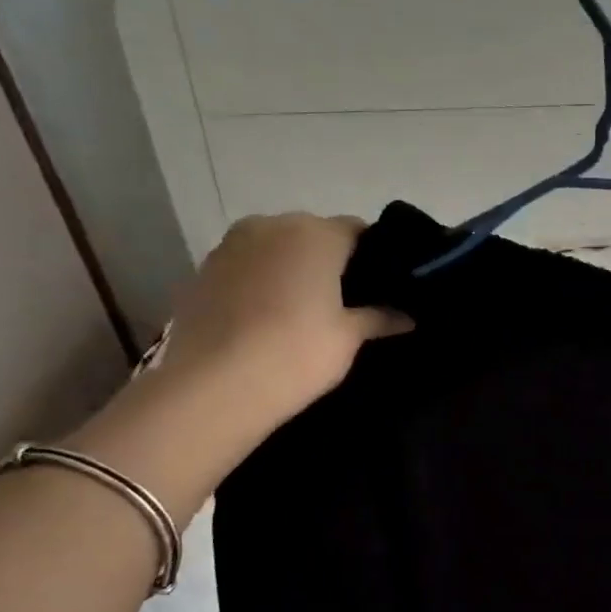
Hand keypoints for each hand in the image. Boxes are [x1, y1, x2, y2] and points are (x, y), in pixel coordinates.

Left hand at [69, 214, 410, 518]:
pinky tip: (270, 317)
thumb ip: (379, 318)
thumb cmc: (297, 352)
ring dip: (293, 269)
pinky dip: (262, 282)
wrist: (216, 386)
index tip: (385, 282)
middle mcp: (270, 226)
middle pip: (313, 234)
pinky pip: (247, 267)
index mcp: (315, 234)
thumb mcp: (349, 337)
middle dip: (332, 259)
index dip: (374, 254)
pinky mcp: (203, 271)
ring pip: (276, 248)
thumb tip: (407, 317)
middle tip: (350, 299)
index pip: (357, 230)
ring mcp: (230, 245)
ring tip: (307, 309)